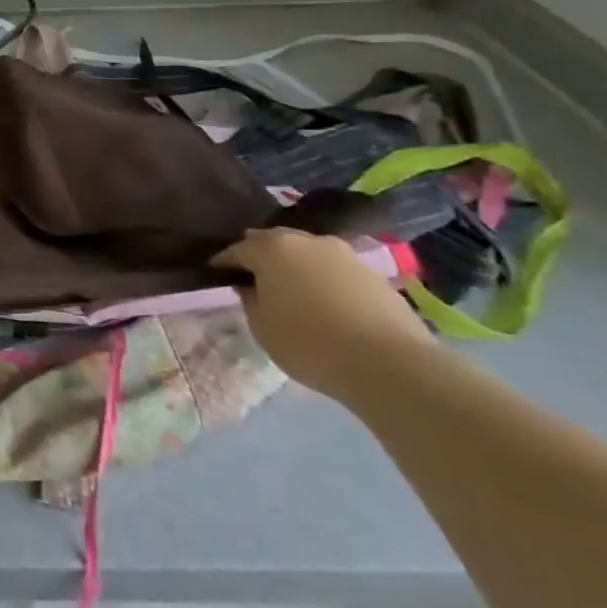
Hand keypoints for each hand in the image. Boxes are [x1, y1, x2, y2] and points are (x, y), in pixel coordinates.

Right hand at [215, 228, 436, 401]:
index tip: (215, 274)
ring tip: (291, 291)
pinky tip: (324, 304)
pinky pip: (336, 272)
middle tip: (252, 277)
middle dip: (261, 256)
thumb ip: (250, 299)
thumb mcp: (261, 326)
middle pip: (275, 242)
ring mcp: (346, 255)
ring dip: (296, 268)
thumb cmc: (309, 343)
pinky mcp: (375, 275)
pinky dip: (324, 282)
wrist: (391, 365)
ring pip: (309, 255)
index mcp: (272, 248)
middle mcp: (308, 241)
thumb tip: (251, 287)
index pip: (237, 250)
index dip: (223, 263)